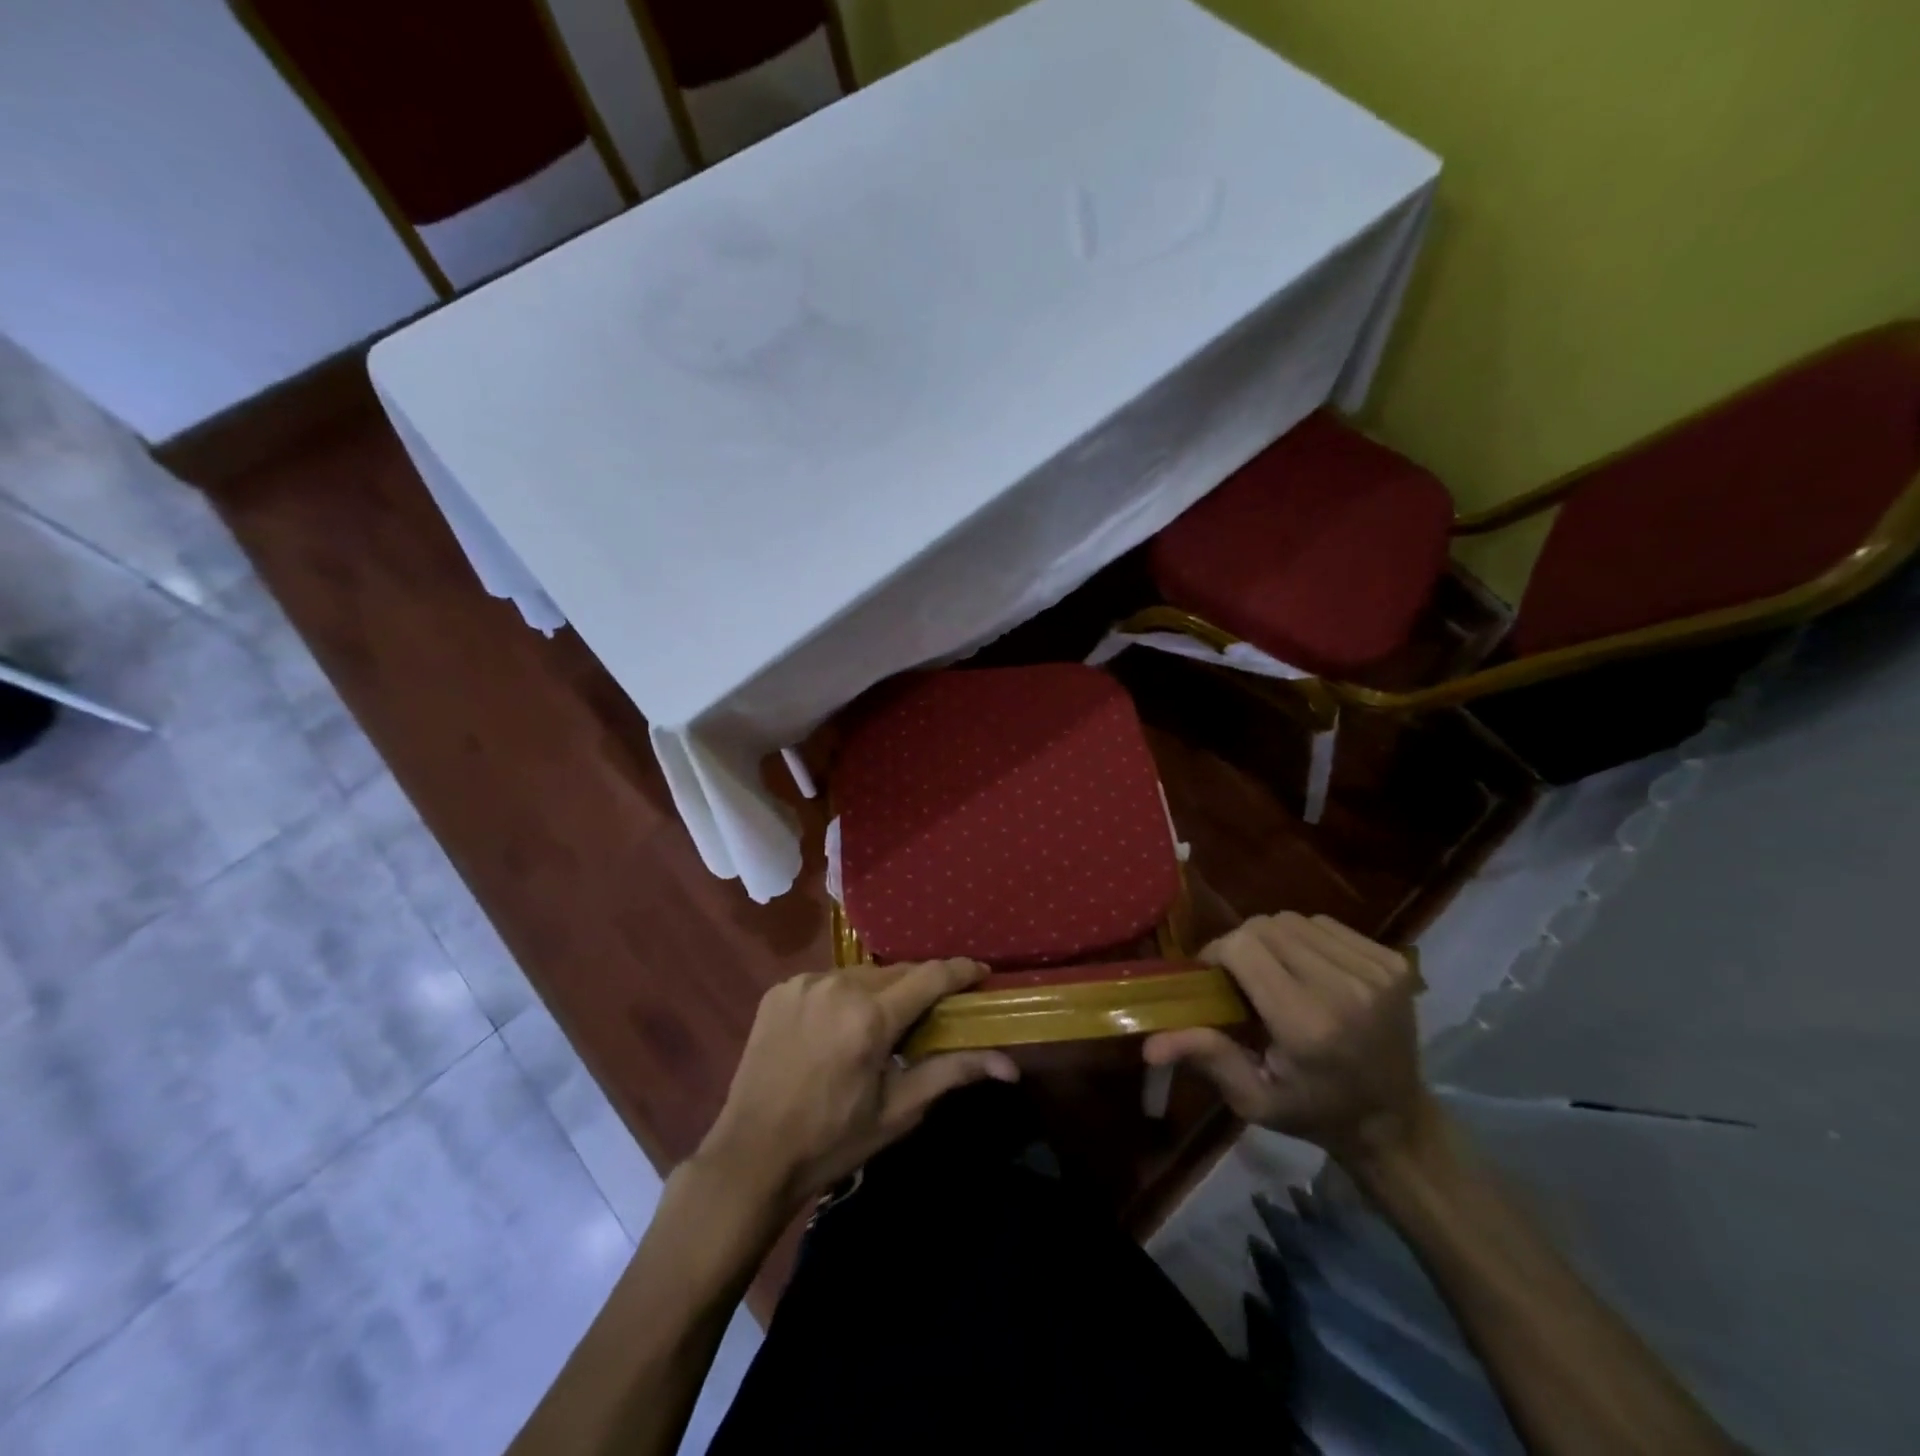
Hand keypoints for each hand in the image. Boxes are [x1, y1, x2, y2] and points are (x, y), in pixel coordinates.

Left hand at [694, 961, 1018, 1216]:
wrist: (751, 1156)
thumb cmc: (833, 1140)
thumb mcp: (897, 1111)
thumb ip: (952, 1073)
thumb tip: (1010, 1066)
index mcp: (871, 1018)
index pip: (930, 976)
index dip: (961, 971)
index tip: (982, 973)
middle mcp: (838, 986)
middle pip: (897, 972)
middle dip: (921, 986)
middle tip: (934, 1011)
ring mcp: (805, 984)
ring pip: (862, 974)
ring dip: (880, 991)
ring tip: (883, 1023)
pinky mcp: (780, 989)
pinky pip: (827, 982)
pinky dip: (843, 996)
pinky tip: (839, 1026)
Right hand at [1143, 912, 1431, 1162]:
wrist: (1396, 1121)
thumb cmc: (1314, 1112)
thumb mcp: (1254, 1099)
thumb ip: (1207, 1057)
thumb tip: (1149, 1044)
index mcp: (1306, 1024)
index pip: (1243, 947)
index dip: (1216, 952)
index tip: (1211, 976)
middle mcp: (1343, 989)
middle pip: (1265, 926)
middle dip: (1241, 944)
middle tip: (1239, 975)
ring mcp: (1374, 972)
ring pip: (1295, 920)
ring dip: (1274, 939)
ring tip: (1275, 972)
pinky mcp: (1394, 961)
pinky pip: (1327, 925)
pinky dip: (1307, 938)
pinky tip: (1309, 969)